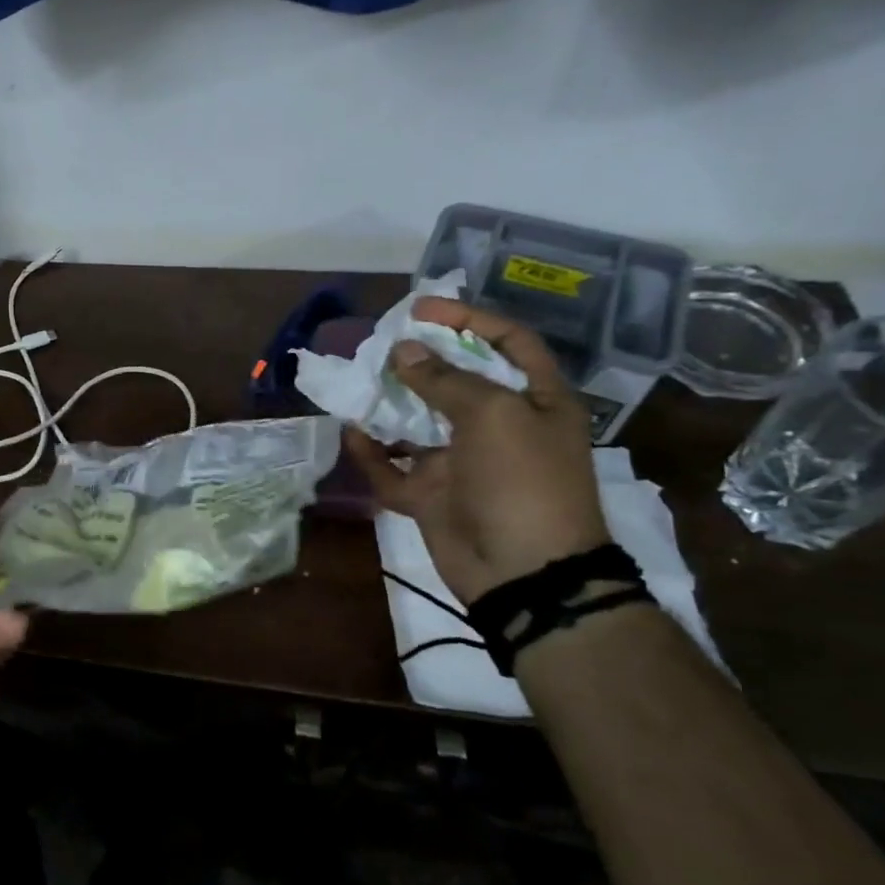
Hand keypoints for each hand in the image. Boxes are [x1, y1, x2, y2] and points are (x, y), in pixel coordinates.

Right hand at [344, 298, 609, 603]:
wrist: (525, 575)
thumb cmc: (523, 481)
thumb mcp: (493, 415)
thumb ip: (444, 379)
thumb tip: (403, 351)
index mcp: (534, 401)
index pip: (506, 342)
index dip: (468, 319)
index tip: (421, 309)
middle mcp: (499, 426)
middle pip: (454, 379)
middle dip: (418, 360)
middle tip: (378, 345)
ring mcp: (462, 461)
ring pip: (417, 422)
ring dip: (387, 404)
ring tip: (356, 383)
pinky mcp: (432, 494)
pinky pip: (393, 468)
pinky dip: (371, 453)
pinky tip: (350, 434)